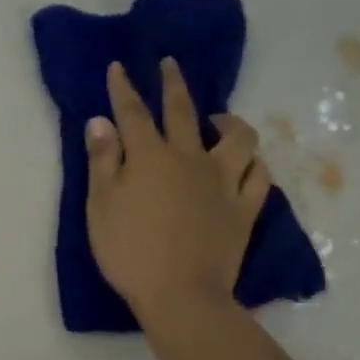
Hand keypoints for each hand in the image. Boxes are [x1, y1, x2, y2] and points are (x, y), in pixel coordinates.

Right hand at [85, 60, 269, 316]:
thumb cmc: (130, 251)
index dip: (124, 88)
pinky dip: (253, 163)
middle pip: (184, 112)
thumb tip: (101, 121)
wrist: (181, 294)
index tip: (120, 67)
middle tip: (171, 64)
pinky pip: (258, 176)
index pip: (134, 112)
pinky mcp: (244, 209)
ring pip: (237, 139)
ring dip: (229, 122)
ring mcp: (223, 183)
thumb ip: (102, 160)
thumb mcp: (101, 205)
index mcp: (150, 157)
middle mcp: (190, 159)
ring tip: (219, 119)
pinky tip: (247, 162)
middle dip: (174, 85)